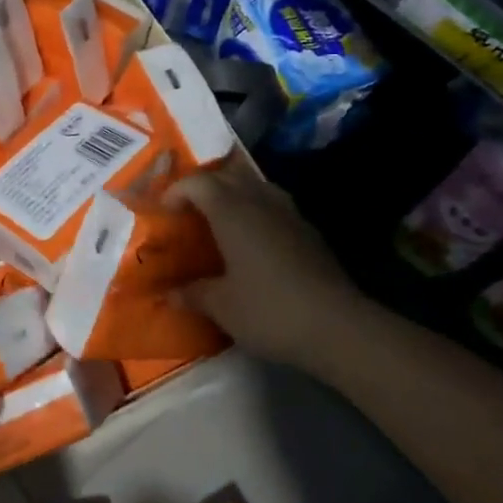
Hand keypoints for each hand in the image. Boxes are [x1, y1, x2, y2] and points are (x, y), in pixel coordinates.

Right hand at [171, 153, 363, 371]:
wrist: (338, 327)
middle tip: (188, 210)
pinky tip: (253, 241)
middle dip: (203, 186)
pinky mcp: (309, 232)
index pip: (198, 183)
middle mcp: (260, 202)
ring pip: (255, 186)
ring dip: (233, 194)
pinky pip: (274, 206)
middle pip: (227, 176)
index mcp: (232, 212)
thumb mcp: (222, 307)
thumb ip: (193, 294)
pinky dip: (256, 211)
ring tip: (219, 219)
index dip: (176, 191)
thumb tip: (169, 293)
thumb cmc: (269, 310)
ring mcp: (290, 214)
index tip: (163, 212)